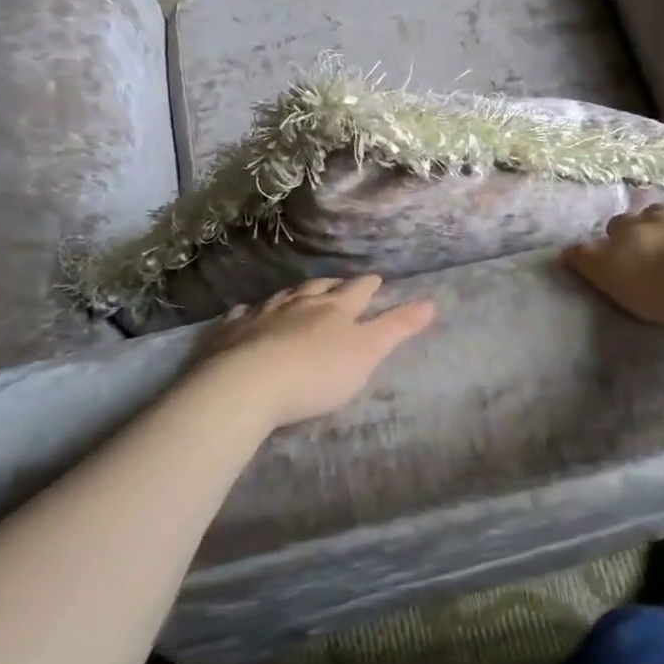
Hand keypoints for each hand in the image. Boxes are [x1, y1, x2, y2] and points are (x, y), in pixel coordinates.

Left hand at [200, 276, 436, 427]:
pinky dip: (249, 312)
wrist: (247, 384)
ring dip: (294, 294)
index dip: (369, 285)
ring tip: (299, 293)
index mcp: (335, 309)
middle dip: (332, 285)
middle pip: (319, 288)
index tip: (376, 278)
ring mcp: (263, 315)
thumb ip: (398, 327)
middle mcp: (299, 304)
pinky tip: (247, 312)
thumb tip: (431, 302)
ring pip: (283, 297)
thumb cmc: (317, 372)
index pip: (358, 291)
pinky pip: (242, 315)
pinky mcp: (231, 332)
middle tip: (339, 283)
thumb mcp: (368, 352)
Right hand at [564, 202, 663, 327]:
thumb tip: (567, 247)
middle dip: (654, 226)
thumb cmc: (658, 286)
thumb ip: (587, 260)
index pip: (618, 225)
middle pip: (654, 214)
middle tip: (659, 249)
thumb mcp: (609, 277)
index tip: (623, 254)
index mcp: (633, 226)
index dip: (619, 238)